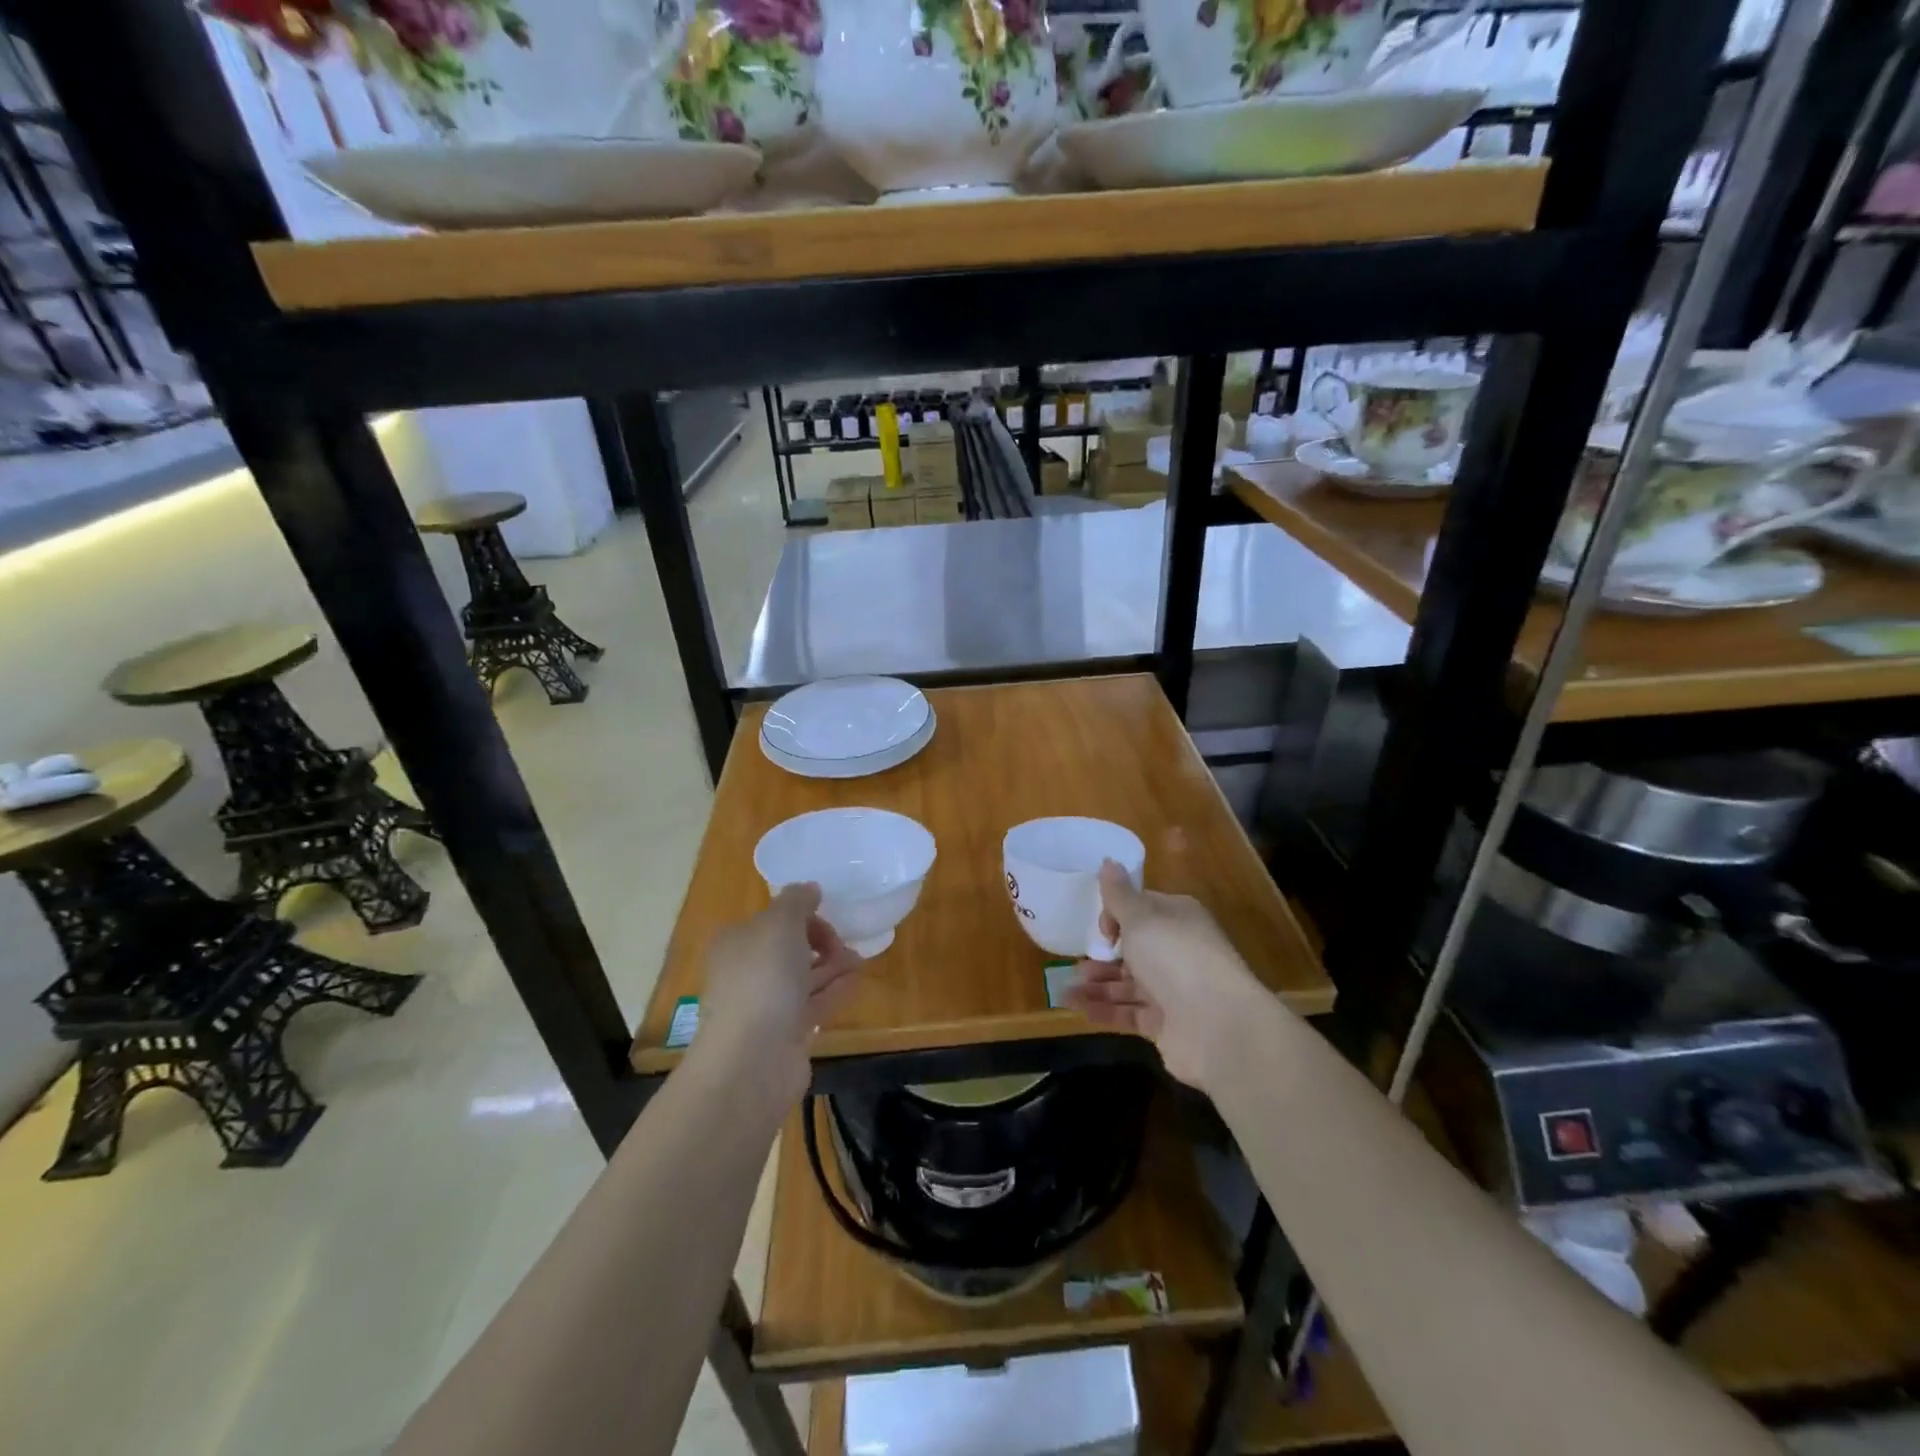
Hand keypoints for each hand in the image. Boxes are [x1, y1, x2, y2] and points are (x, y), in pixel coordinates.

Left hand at [691, 884, 862, 1106]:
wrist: (753, 1059)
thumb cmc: (763, 979)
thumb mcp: (780, 923)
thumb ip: (797, 900)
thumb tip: (809, 889)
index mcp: (736, 942)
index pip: (772, 919)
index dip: (802, 914)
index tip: (828, 915)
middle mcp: (746, 972)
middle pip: (788, 948)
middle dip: (820, 941)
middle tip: (845, 943)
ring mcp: (764, 1006)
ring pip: (803, 977)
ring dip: (832, 965)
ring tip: (860, 959)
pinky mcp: (785, 1033)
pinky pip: (814, 1004)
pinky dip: (834, 990)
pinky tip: (856, 981)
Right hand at [1064, 861, 1267, 1089]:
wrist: (1217, 1025)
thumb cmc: (1175, 956)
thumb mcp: (1141, 917)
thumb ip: (1119, 894)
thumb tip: (1108, 860)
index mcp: (1178, 918)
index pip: (1142, 909)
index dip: (1116, 914)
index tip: (1101, 928)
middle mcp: (1178, 951)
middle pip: (1134, 948)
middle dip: (1103, 954)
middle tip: (1075, 962)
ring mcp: (1173, 990)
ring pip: (1128, 983)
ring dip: (1097, 984)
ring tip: (1066, 988)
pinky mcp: (1166, 1023)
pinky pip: (1128, 1012)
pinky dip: (1103, 1009)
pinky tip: (1075, 1006)